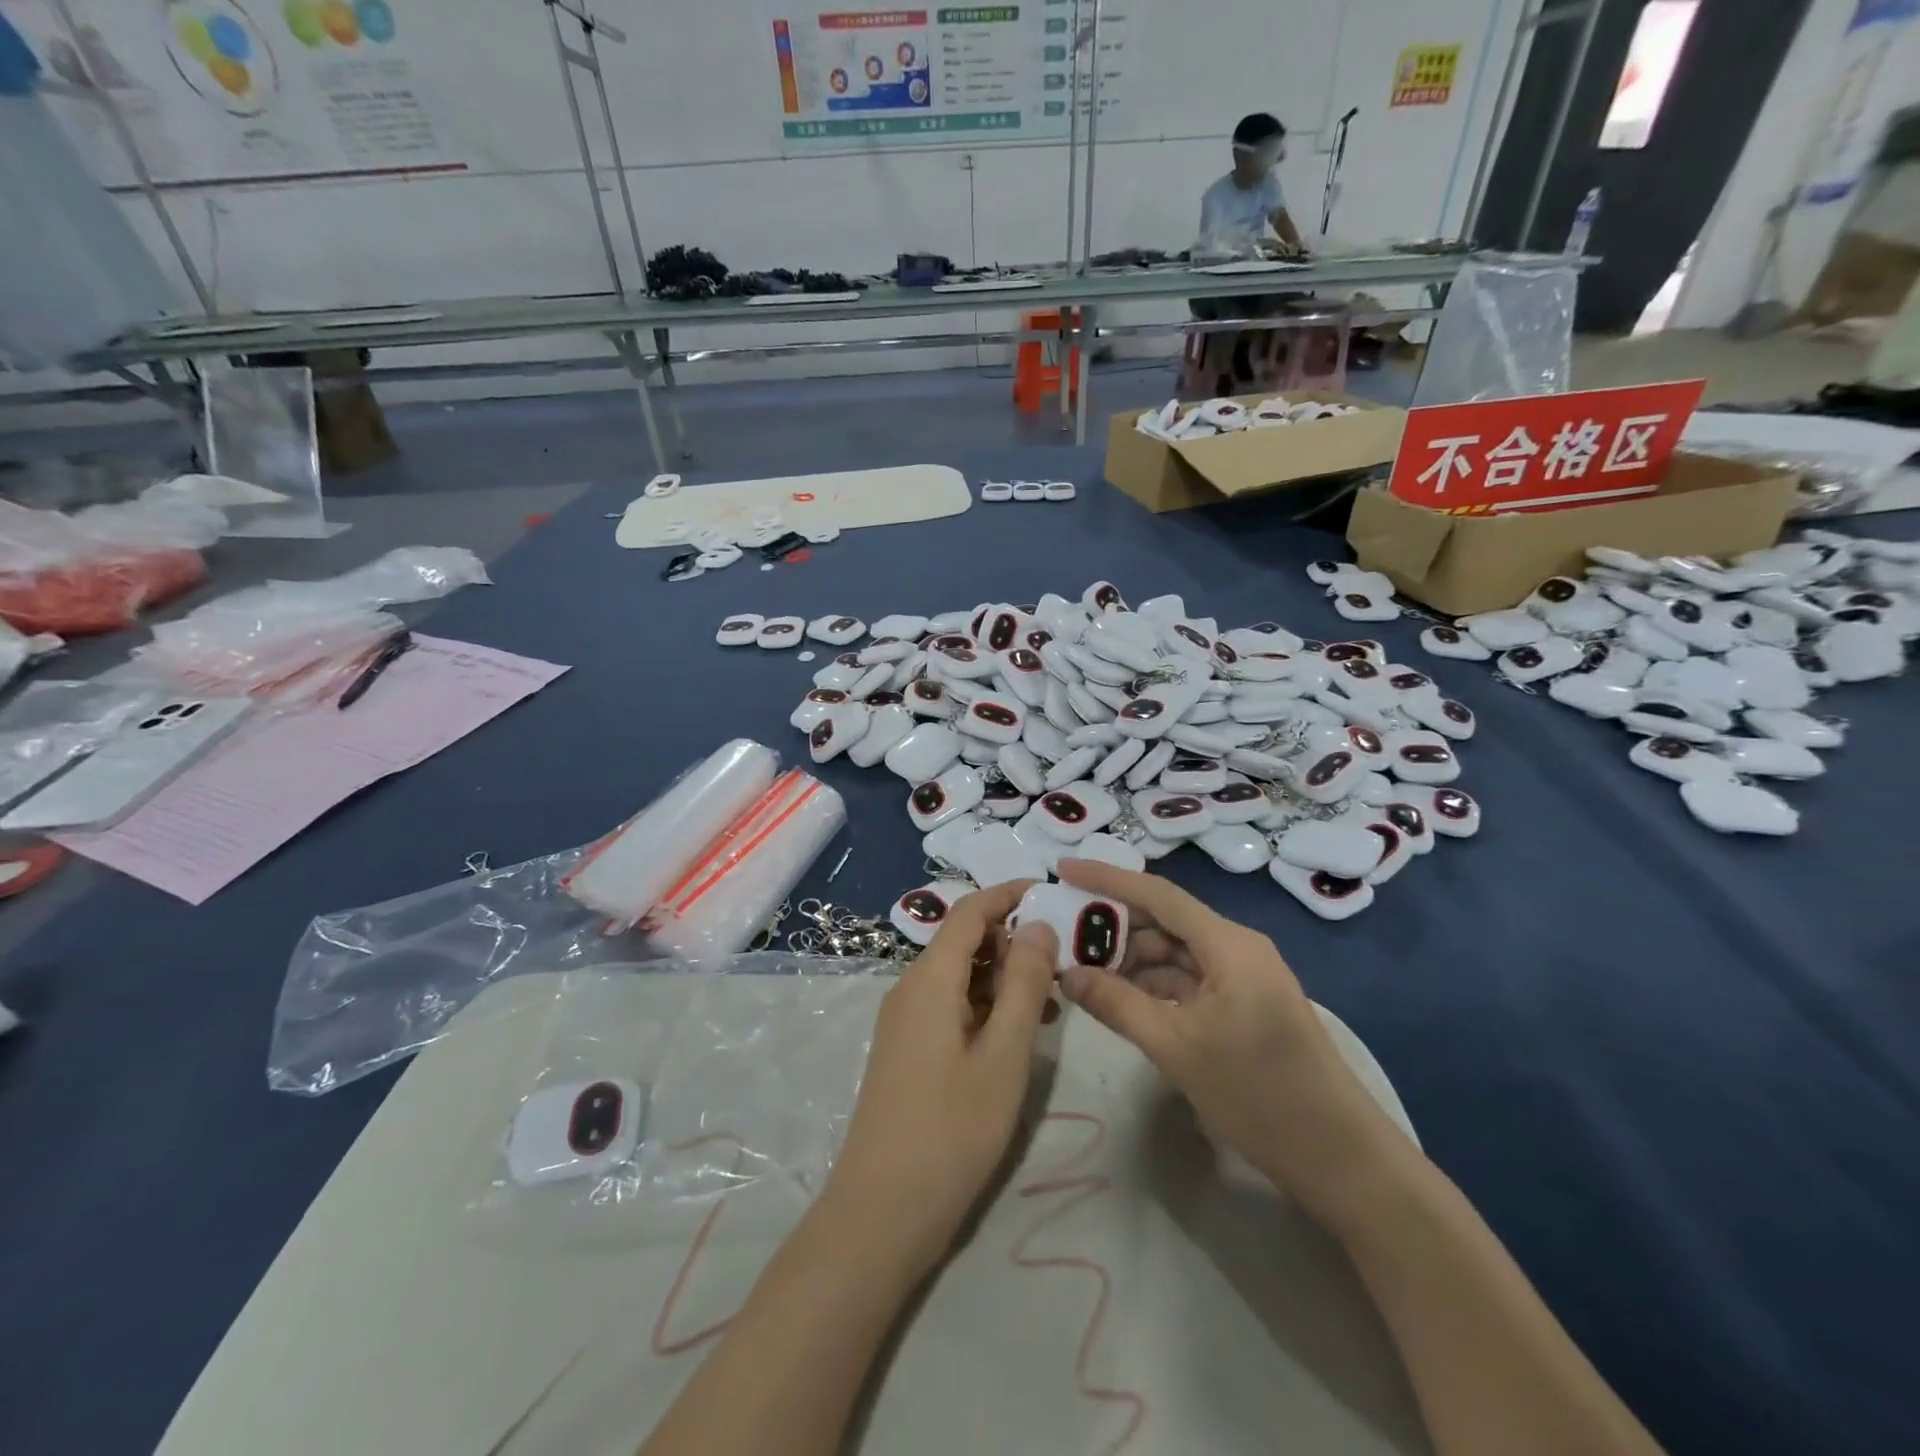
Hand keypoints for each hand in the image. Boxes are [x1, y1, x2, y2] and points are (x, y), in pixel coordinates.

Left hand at [821, 880, 1057, 1273]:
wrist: (882, 1211)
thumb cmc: (952, 1128)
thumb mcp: (1004, 1053)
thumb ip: (1024, 983)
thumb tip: (1039, 926)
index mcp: (930, 978)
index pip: (969, 912)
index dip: (1007, 895)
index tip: (1051, 893)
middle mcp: (911, 988)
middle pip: (964, 942)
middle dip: (1012, 943)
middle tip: (1061, 968)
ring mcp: (905, 1021)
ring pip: (960, 977)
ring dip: (1003, 979)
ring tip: (1049, 1008)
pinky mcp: (907, 1050)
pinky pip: (951, 1007)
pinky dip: (985, 1007)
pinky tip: (1016, 1037)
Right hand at [1054, 860, 1411, 1227]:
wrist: (1342, 1160)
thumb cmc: (1259, 1095)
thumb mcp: (1176, 1047)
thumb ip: (1116, 1004)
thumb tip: (1066, 974)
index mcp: (1229, 944)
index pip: (1157, 894)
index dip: (1106, 878)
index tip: (1062, 869)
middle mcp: (1237, 948)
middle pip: (1165, 921)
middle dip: (1114, 925)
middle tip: (1062, 932)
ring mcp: (1243, 978)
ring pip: (1175, 952)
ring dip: (1131, 959)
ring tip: (1083, 969)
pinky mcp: (1245, 1006)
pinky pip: (1189, 979)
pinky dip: (1154, 984)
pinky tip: (1121, 998)